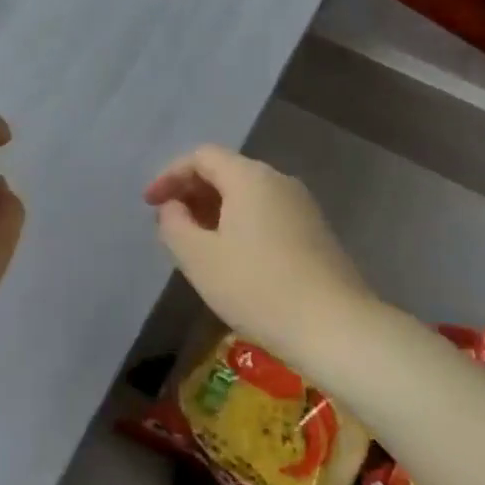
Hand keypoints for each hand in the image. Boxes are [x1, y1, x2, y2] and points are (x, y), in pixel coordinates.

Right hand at [144, 145, 372, 357]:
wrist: (335, 328)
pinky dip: (239, 222)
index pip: (202, 157)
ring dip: (214, 209)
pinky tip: (230, 256)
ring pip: (247, 193)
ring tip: (194, 241)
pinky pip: (266, 213)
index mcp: (250, 177)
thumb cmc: (257, 288)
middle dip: (191, 191)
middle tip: (168, 222)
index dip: (170, 175)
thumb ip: (174, 225)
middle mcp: (279, 181)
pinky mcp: (315, 232)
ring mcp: (302, 206)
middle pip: (226, 170)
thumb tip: (173, 207)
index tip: (149, 204)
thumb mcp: (199, 258)